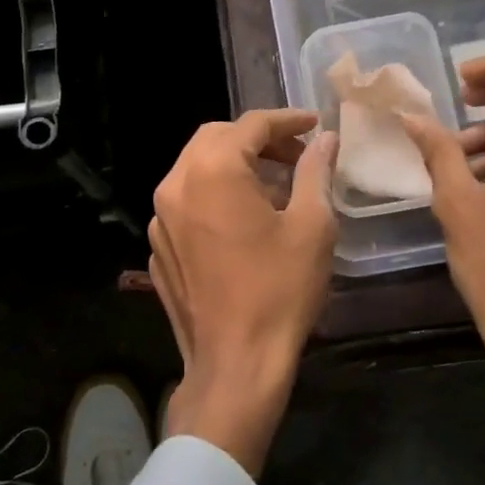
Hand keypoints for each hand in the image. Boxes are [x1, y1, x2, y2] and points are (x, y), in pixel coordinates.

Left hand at [148, 110, 337, 473]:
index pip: (250, 125)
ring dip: (235, 167)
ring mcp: (159, 220)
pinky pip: (187, 206)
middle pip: (215, 139)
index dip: (286, 120)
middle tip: (296, 155)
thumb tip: (325, 140)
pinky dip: (215, 198)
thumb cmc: (280, 291)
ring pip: (196, 170)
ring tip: (276, 188)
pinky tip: (243, 224)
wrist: (236, 364)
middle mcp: (174, 186)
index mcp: (212, 171)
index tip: (314, 125)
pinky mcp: (159, 250)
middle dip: (257, 140)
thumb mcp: (313, 226)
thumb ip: (315, 172)